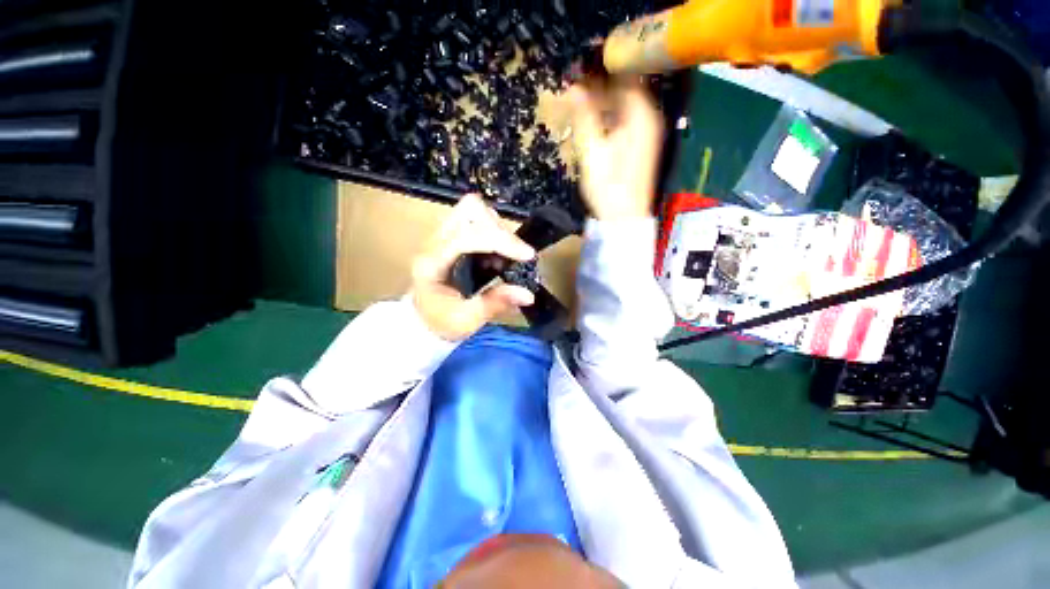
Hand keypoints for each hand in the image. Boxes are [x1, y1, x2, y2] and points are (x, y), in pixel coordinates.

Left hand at [412, 194, 535, 340]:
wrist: (424, 319)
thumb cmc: (441, 322)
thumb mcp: (467, 320)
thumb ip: (495, 304)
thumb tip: (528, 294)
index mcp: (433, 262)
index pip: (467, 236)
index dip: (500, 241)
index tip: (527, 255)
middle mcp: (435, 242)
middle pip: (470, 210)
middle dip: (499, 229)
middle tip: (514, 255)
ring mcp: (443, 235)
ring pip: (474, 209)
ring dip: (497, 229)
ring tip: (505, 256)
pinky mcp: (453, 236)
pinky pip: (477, 219)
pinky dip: (494, 232)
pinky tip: (498, 256)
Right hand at [566, 80, 663, 219]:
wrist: (624, 217)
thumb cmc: (608, 186)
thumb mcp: (592, 151)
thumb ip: (583, 116)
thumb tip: (572, 86)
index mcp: (640, 114)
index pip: (624, 75)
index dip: (602, 66)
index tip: (579, 64)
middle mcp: (649, 117)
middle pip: (625, 88)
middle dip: (600, 84)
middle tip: (574, 84)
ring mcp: (647, 131)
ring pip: (624, 104)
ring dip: (603, 100)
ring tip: (579, 101)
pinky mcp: (641, 145)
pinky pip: (625, 119)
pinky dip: (609, 115)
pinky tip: (593, 121)